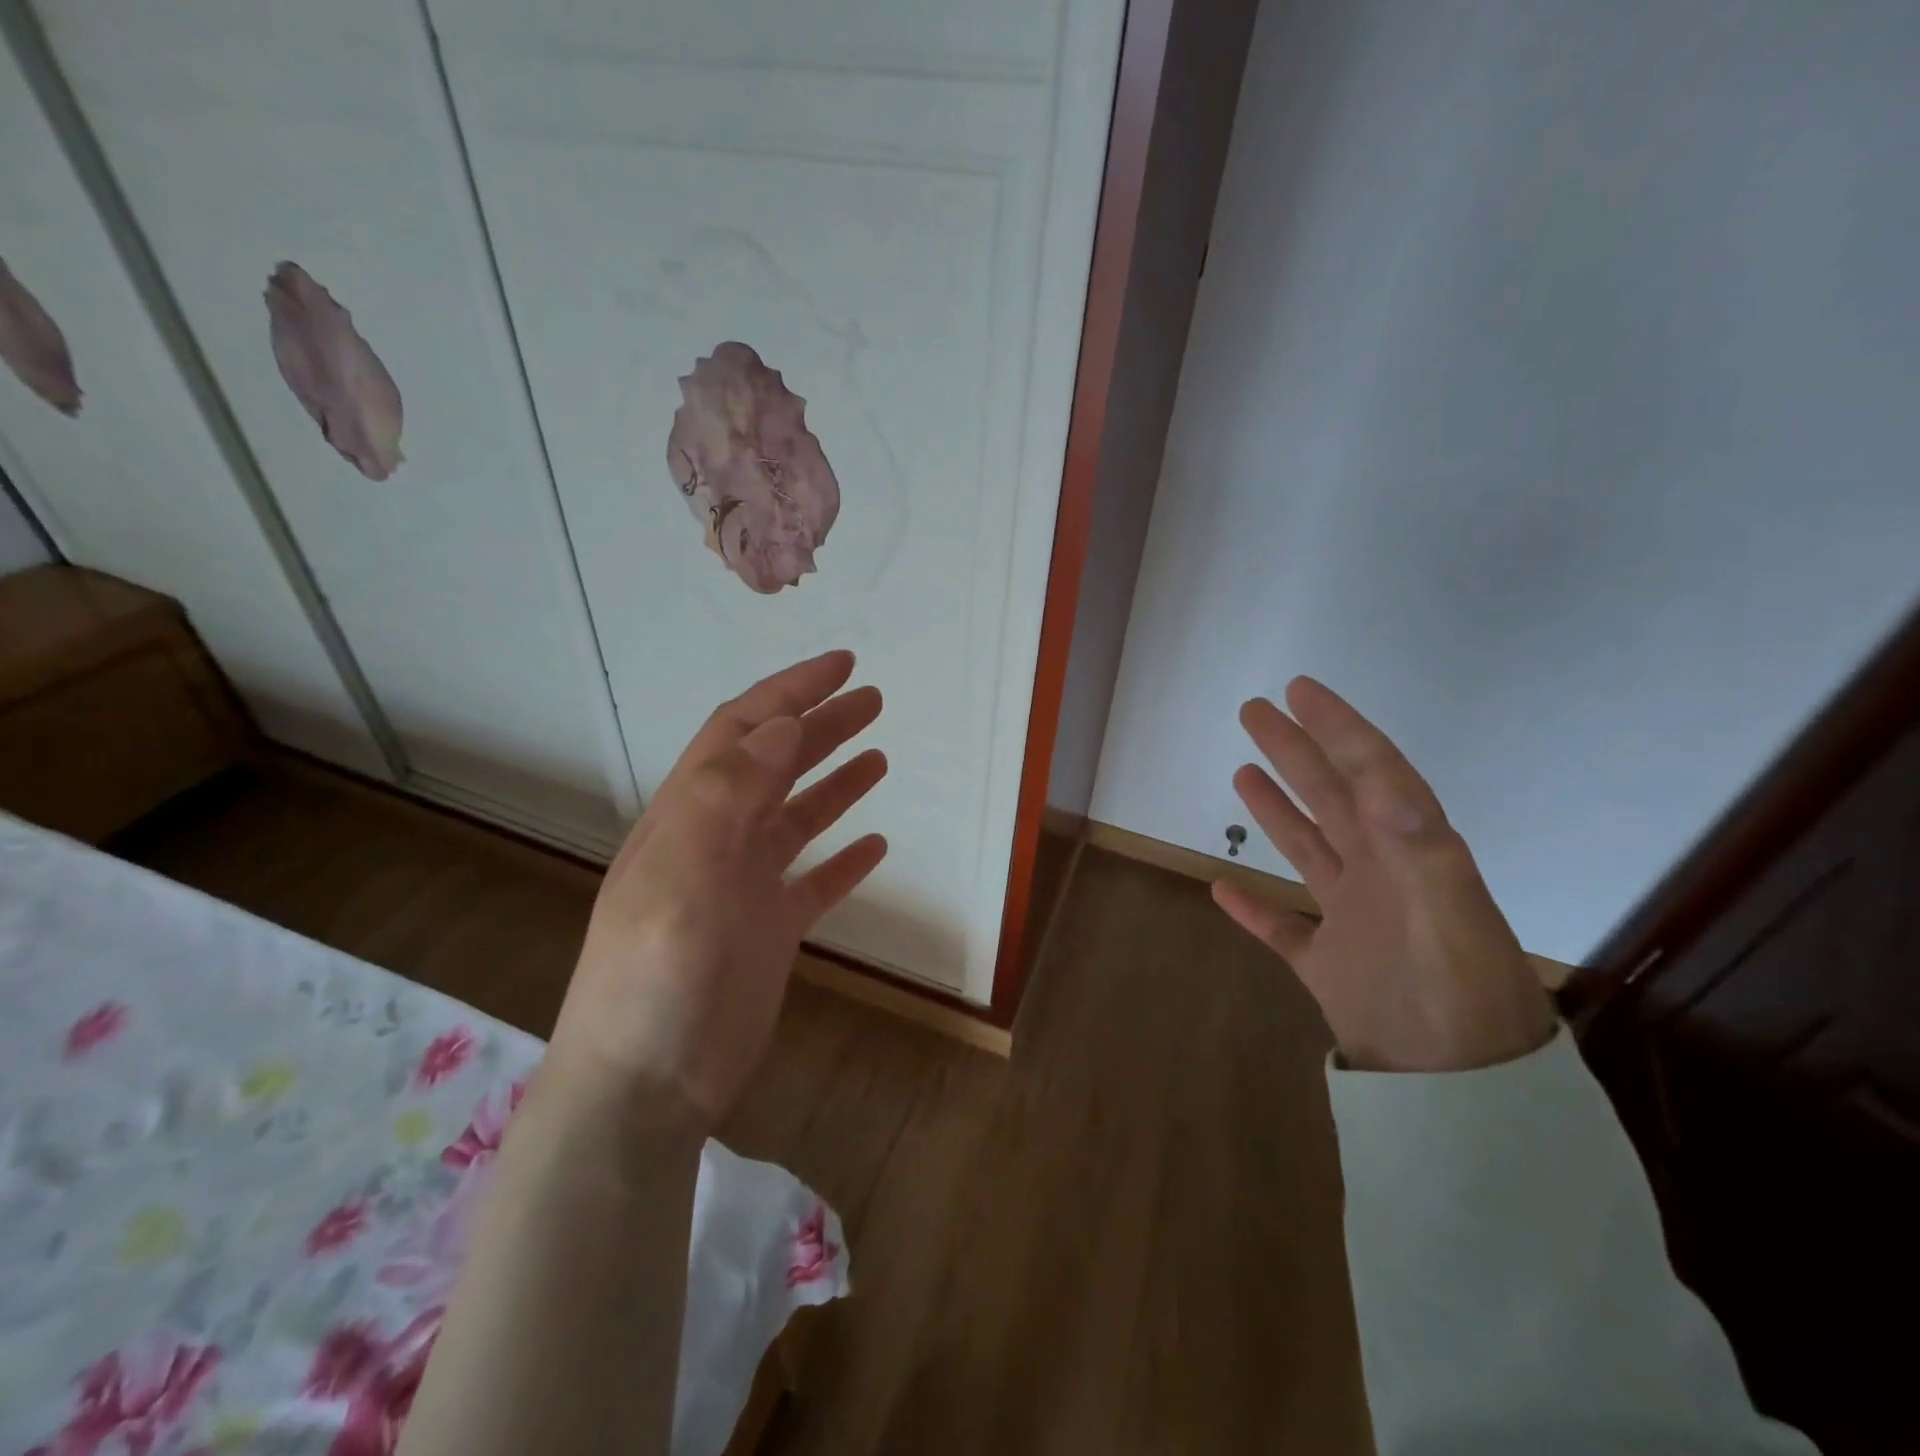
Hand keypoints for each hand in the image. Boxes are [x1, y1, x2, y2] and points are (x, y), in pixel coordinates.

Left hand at [547, 650, 887, 1126]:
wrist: (644, 1088)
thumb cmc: (656, 975)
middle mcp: (718, 838)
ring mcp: (746, 885)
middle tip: (873, 699)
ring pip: (798, 816)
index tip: (841, 666)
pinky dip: (843, 859)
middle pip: (776, 764)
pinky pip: (815, 881)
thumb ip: (729, 793)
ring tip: (879, 754)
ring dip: (835, 780)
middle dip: (821, 725)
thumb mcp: (682, 872)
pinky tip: (875, 844)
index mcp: (690, 813)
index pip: (743, 731)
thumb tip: (781, 724)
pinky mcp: (770, 930)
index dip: (790, 692)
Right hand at [1213, 678, 1554, 1072]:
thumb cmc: (1462, 1004)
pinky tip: (1223, 888)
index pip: (1371, 773)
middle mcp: (1380, 876)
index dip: (1337, 729)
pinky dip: (1255, 908)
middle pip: (1330, 798)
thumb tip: (1385, 786)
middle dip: (1296, 751)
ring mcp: (1351, 921)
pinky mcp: (1327, 966)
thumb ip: (1421, 851)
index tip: (1301, 691)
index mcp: (1410, 854)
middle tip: (1256, 712)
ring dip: (1276, 810)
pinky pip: (1283, 928)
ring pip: (1307, 850)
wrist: (1464, 1100)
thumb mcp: (1450, 920)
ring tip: (1244, 772)